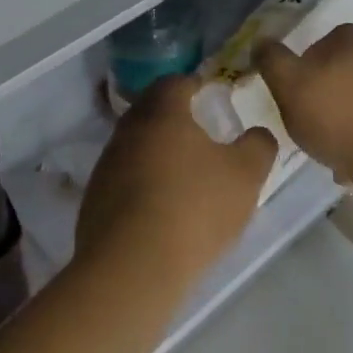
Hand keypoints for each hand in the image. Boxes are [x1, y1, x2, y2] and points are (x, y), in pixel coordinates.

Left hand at [76, 75, 276, 286]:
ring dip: (157, 152)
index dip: (195, 85)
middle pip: (151, 111)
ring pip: (136, 145)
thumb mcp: (245, 175)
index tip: (211, 94)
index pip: (175, 82)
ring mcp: (106, 166)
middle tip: (201, 132)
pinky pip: (124, 179)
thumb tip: (258, 134)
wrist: (132, 270)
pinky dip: (143, 184)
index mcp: (162, 112)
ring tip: (184, 174)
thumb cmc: (194, 208)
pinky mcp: (94, 201)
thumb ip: (258, 146)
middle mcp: (128, 130)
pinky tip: (162, 208)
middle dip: (174, 117)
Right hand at [254, 25, 352, 186]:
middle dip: (327, 96)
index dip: (303, 70)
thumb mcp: (289, 86)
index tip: (295, 97)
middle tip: (311, 125)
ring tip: (333, 151)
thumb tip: (261, 41)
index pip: (320, 44)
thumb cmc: (338, 116)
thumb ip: (272, 61)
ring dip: (348, 120)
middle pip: (343, 72)